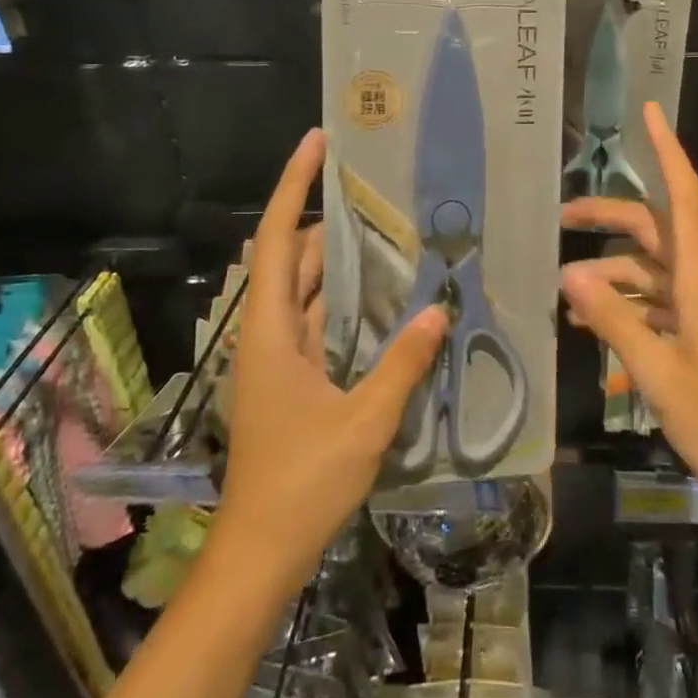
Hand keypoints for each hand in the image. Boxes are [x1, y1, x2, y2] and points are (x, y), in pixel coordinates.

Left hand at [214, 129, 448, 592]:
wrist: (259, 555)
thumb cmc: (301, 484)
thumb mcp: (363, 422)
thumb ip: (402, 363)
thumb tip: (439, 309)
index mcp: (268, 330)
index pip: (274, 238)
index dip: (294, 185)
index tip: (317, 142)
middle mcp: (267, 332)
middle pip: (293, 257)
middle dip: (330, 221)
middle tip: (380, 193)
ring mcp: (278, 357)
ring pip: (308, 290)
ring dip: (343, 263)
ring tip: (393, 234)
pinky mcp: (292, 378)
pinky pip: (320, 322)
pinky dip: (348, 303)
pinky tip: (388, 299)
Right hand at [560, 103, 697, 521]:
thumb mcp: (660, 373)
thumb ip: (614, 320)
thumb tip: (569, 274)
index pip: (683, 197)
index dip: (667, 151)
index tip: (650, 113)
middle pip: (655, 231)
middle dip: (608, 219)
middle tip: (561, 220)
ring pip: (654, 273)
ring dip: (613, 275)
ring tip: (567, 297)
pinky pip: (662, 305)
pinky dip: (630, 308)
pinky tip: (599, 330)